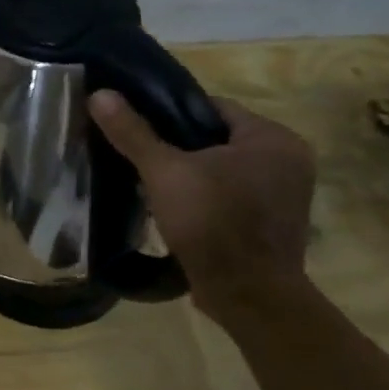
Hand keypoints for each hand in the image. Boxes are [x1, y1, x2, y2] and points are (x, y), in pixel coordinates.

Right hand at [88, 90, 315, 311]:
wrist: (247, 295)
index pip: (212, 107)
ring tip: (147, 180)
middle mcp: (289, 160)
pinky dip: (203, 197)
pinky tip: (172, 207)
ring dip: (189, 174)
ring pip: (222, 169)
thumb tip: (99, 94)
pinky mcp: (272, 223)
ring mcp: (284, 195)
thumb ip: (133, 132)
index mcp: (273, 138)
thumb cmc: (212, 222)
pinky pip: (230, 195)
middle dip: (176, 146)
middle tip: (136, 154)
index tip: (135, 126)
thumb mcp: (164, 172)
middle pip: (215, 138)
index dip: (168, 113)